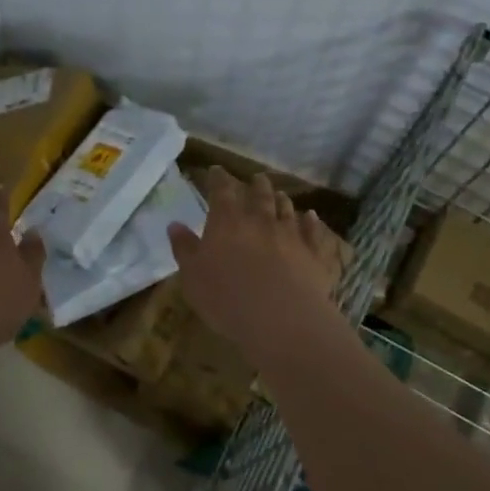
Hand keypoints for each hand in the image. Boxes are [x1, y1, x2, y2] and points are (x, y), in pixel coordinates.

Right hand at [169, 167, 345, 351]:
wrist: (281, 319)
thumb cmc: (227, 298)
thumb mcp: (192, 276)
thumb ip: (184, 248)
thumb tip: (175, 224)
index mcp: (227, 222)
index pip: (221, 191)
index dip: (218, 179)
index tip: (216, 171)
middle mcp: (261, 220)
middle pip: (259, 195)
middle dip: (256, 185)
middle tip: (256, 178)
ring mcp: (291, 235)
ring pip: (287, 210)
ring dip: (282, 200)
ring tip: (281, 194)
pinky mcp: (314, 255)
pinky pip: (314, 233)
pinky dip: (313, 222)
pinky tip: (312, 217)